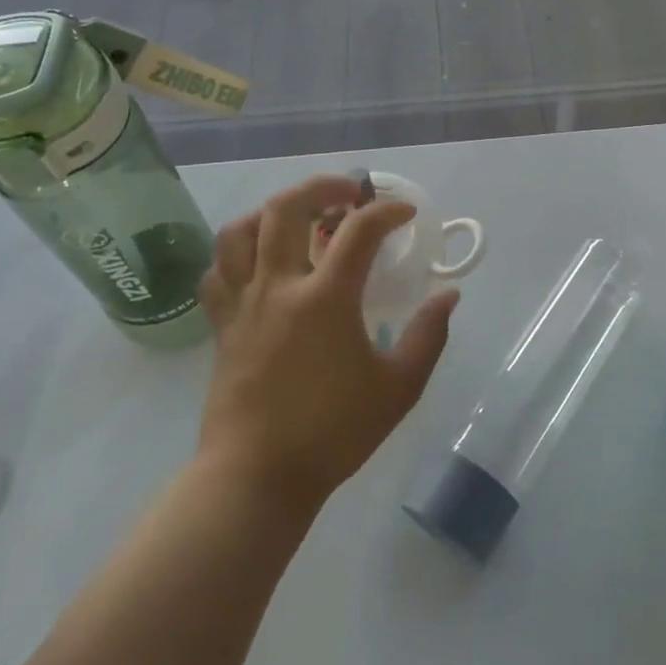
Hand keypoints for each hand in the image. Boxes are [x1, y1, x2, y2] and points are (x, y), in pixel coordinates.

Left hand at [196, 174, 457, 512]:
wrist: (256, 478)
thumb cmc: (332, 433)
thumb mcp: (399, 388)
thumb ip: (429, 336)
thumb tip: (448, 296)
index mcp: (325, 299)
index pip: (359, 230)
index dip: (387, 211)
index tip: (407, 214)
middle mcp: (278, 287)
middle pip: (286, 208)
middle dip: (321, 186)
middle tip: (349, 192)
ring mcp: (242, 304)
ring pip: (240, 231)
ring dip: (272, 212)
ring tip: (300, 218)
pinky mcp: (221, 326)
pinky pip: (217, 271)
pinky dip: (237, 253)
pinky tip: (260, 262)